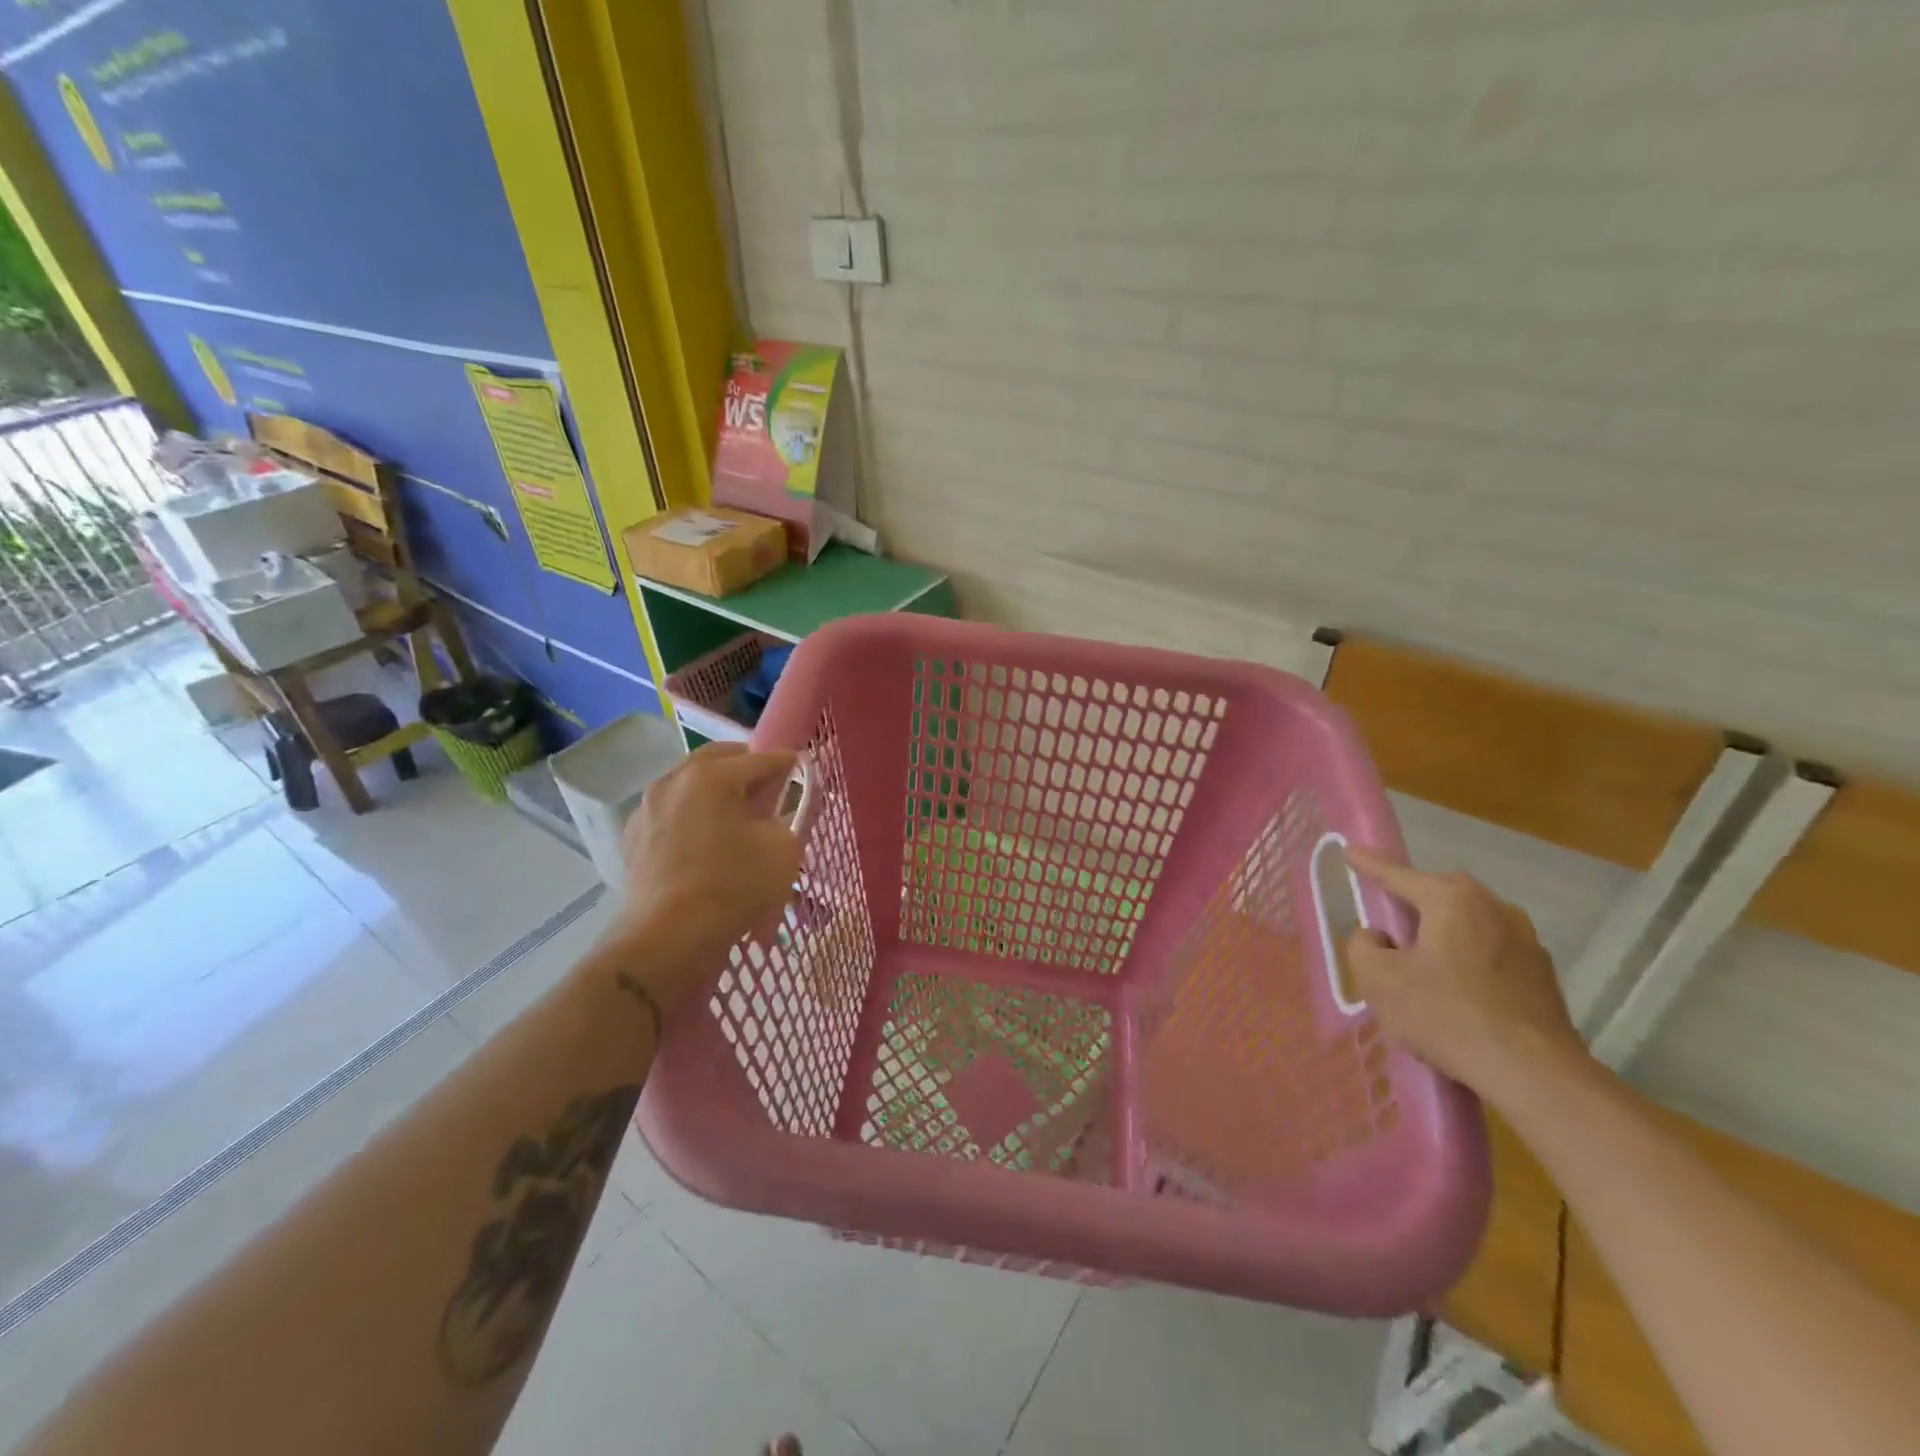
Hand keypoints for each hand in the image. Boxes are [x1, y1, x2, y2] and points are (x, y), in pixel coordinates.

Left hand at [613, 742, 802, 1010]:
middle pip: (717, 759)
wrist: (668, 937)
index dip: (786, 763)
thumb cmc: (733, 886)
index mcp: (713, 775)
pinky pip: (672, 812)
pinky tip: (704, 837)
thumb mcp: (782, 850)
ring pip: (689, 784)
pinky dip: (692, 814)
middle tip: (766, 785)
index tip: (801, 767)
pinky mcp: (634, 837)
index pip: (760, 759)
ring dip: (714, 789)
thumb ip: (787, 819)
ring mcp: (648, 807)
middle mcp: (674, 780)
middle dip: (745, 766)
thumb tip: (777, 813)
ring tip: (734, 812)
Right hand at [1344, 847, 1588, 1098]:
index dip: (1368, 864)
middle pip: (1440, 894)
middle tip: (1388, 919)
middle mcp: (1494, 907)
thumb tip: (1378, 937)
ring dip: (1443, 931)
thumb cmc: (1447, 1015)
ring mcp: (1525, 940)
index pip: (1398, 875)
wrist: (1534, 1074)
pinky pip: (1491, 951)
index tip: (1348, 851)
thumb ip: (1363, 945)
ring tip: (1423, 959)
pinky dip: (1469, 958)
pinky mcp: (1542, 974)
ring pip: (1469, 922)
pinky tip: (1458, 989)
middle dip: (1412, 900)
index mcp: (1452, 899)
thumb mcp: (1379, 979)